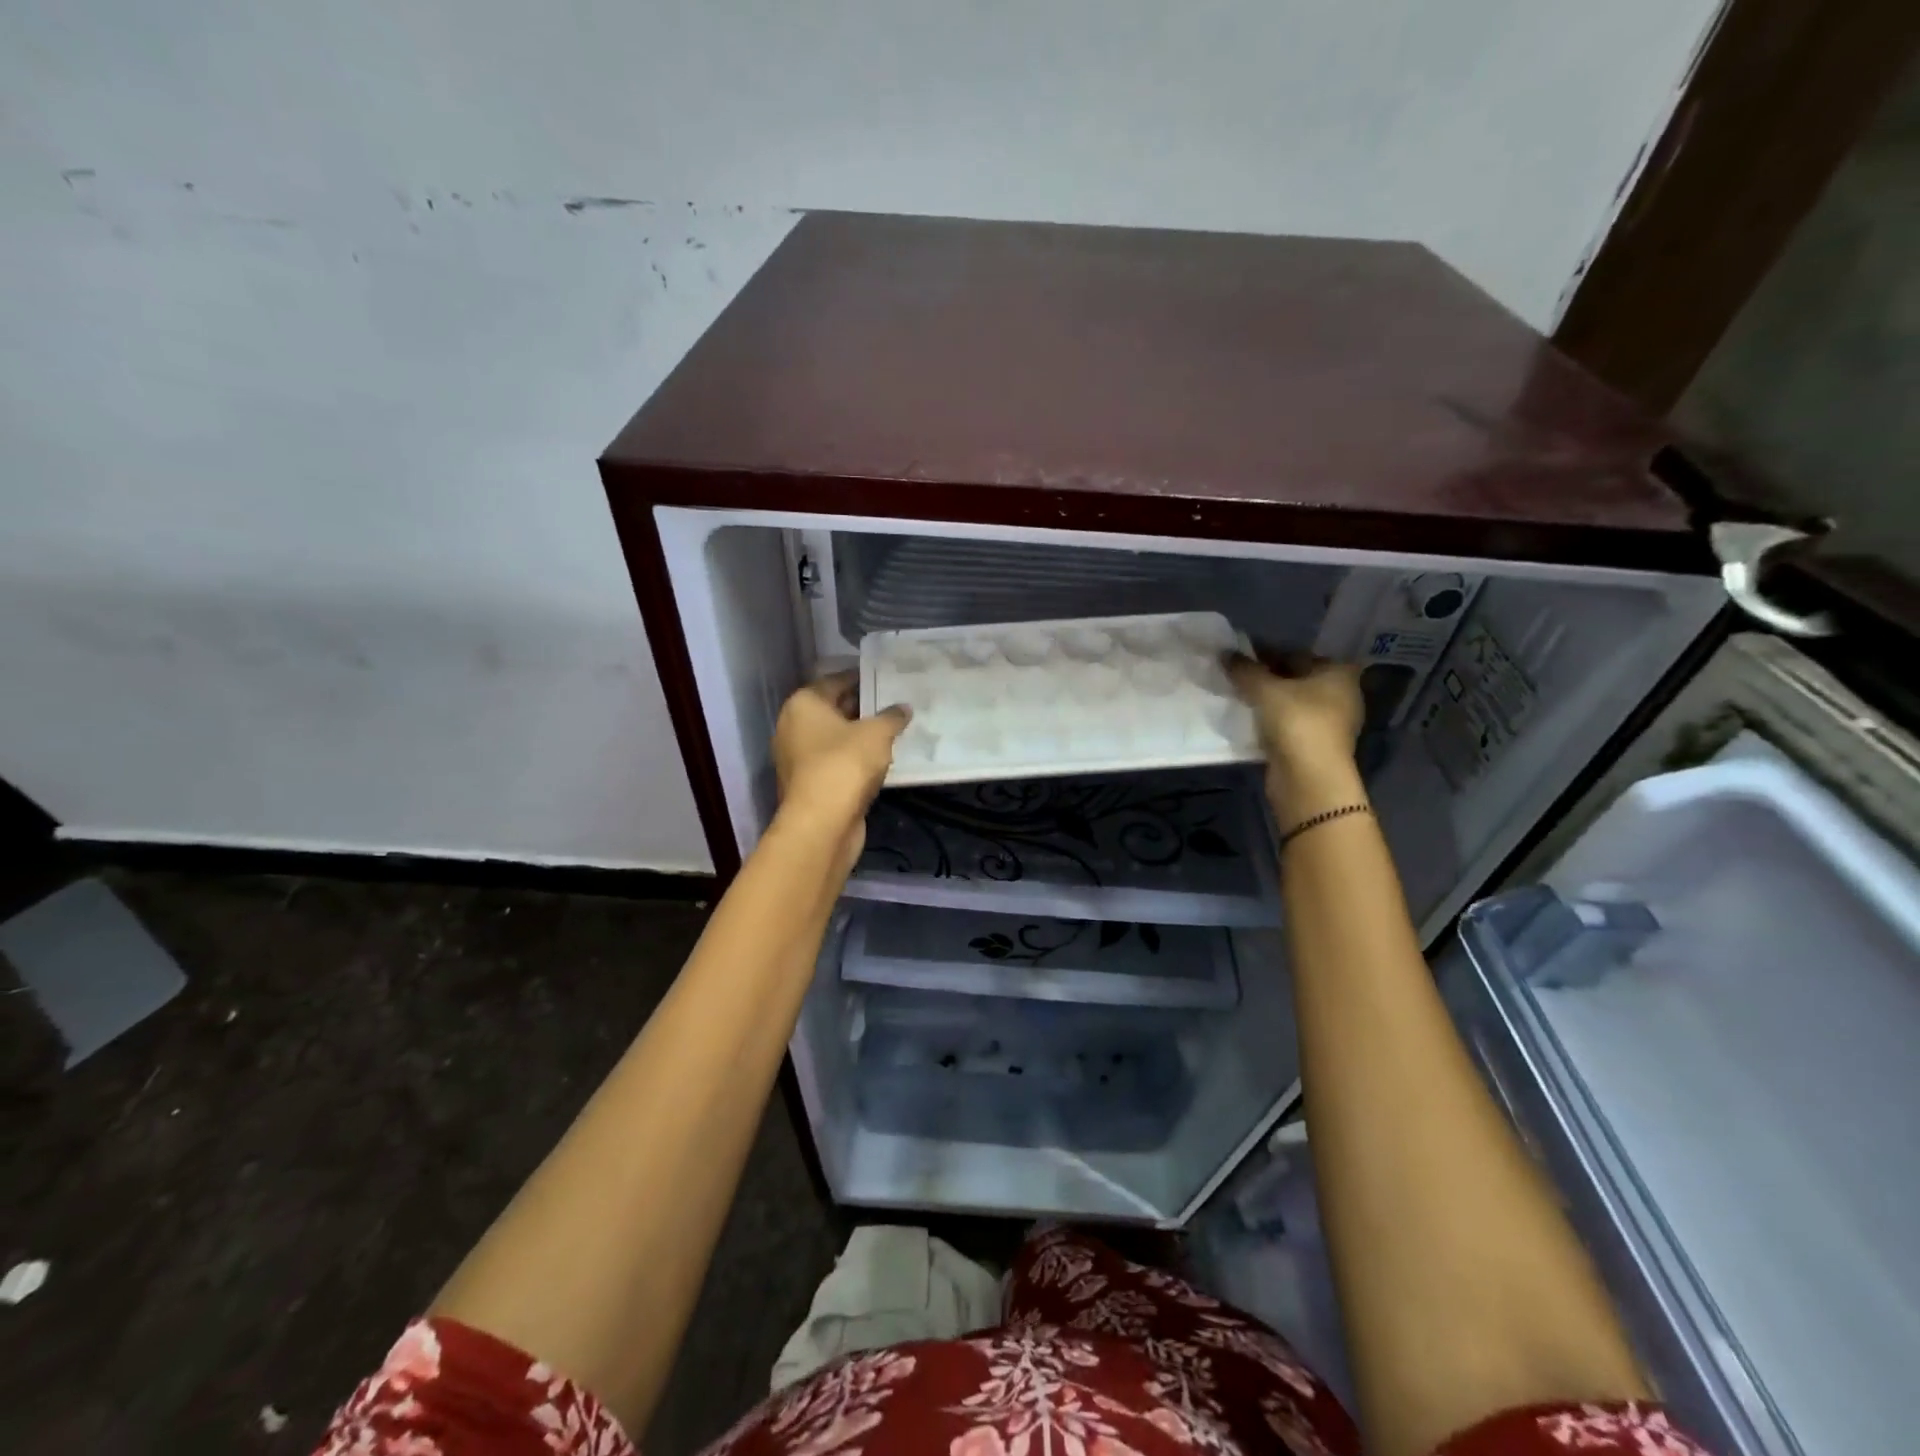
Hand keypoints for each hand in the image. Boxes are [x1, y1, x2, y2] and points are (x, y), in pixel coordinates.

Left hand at [772, 673, 910, 869]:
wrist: (822, 824)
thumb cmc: (845, 764)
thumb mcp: (877, 734)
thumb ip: (892, 717)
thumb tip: (903, 708)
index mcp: (803, 704)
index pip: (835, 680)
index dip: (862, 678)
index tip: (886, 677)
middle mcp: (794, 726)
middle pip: (833, 709)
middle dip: (863, 707)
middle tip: (895, 703)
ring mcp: (798, 758)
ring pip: (835, 738)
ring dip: (860, 735)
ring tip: (894, 730)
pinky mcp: (809, 784)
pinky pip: (836, 761)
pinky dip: (855, 759)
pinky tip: (881, 759)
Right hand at [1224, 651, 1363, 790]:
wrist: (1308, 779)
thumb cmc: (1296, 722)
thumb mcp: (1265, 690)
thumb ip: (1245, 670)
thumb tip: (1225, 653)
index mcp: (1338, 672)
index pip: (1296, 654)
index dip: (1266, 653)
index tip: (1239, 657)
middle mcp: (1340, 694)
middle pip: (1295, 678)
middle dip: (1266, 677)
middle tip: (1234, 676)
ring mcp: (1331, 722)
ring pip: (1291, 702)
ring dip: (1267, 700)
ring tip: (1237, 697)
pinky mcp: (1316, 745)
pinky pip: (1288, 723)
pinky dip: (1270, 720)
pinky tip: (1248, 719)